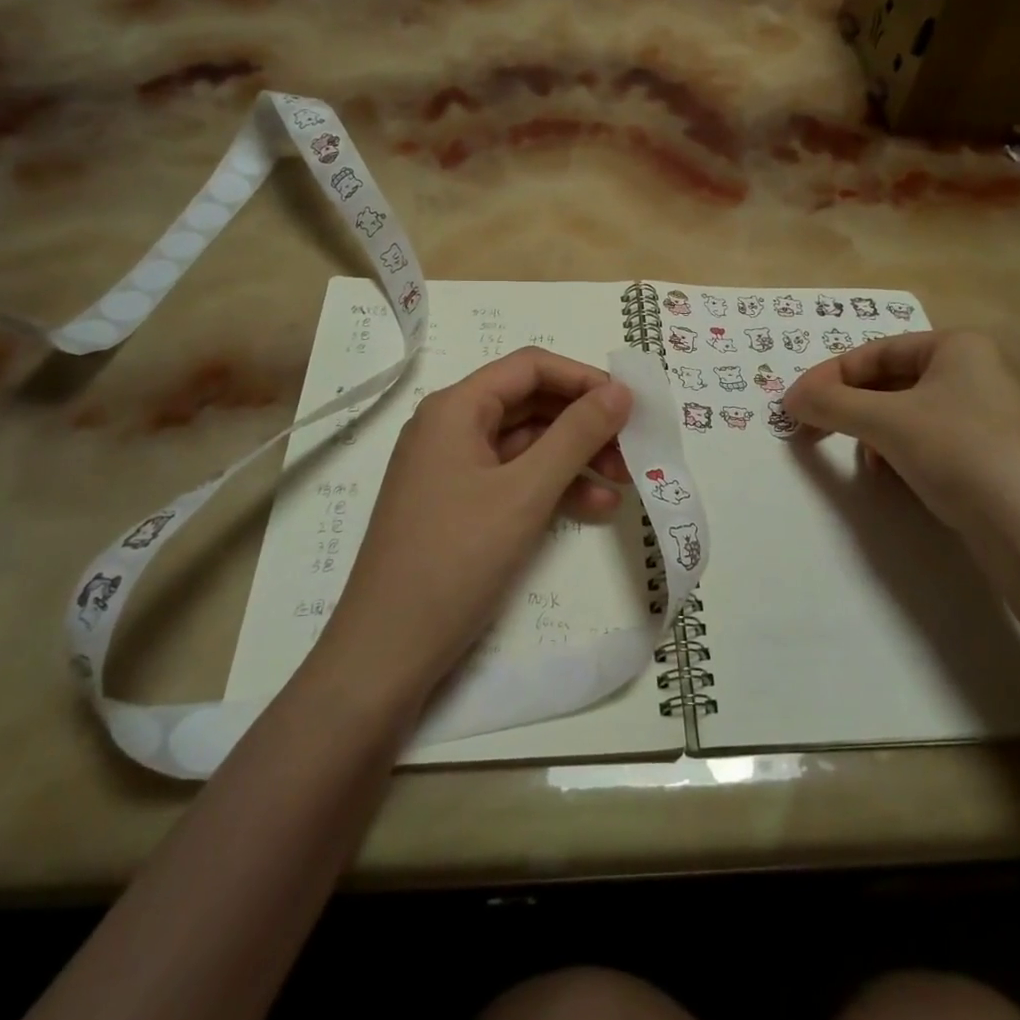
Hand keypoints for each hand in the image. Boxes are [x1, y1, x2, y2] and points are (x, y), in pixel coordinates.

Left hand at [319, 348, 632, 703]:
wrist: (387, 652)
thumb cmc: (455, 558)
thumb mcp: (525, 492)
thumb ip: (576, 436)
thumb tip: (621, 390)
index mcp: (456, 408)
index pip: (530, 367)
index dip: (584, 379)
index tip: (630, 405)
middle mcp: (451, 428)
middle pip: (531, 405)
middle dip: (585, 424)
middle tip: (632, 450)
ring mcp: (453, 469)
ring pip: (527, 445)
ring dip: (576, 459)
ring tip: (623, 484)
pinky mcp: (459, 505)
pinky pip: (515, 480)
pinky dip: (553, 488)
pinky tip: (594, 509)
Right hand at [783, 331, 1019, 553]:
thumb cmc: (958, 454)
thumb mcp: (886, 422)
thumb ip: (831, 403)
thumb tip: (790, 398)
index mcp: (957, 347)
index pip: (874, 352)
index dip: (829, 376)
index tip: (795, 404)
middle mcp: (975, 371)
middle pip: (889, 381)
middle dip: (849, 405)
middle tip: (812, 429)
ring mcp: (986, 414)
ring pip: (906, 411)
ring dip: (871, 430)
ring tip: (860, 456)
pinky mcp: (989, 453)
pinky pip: (928, 438)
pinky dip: (899, 449)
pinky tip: (890, 474)